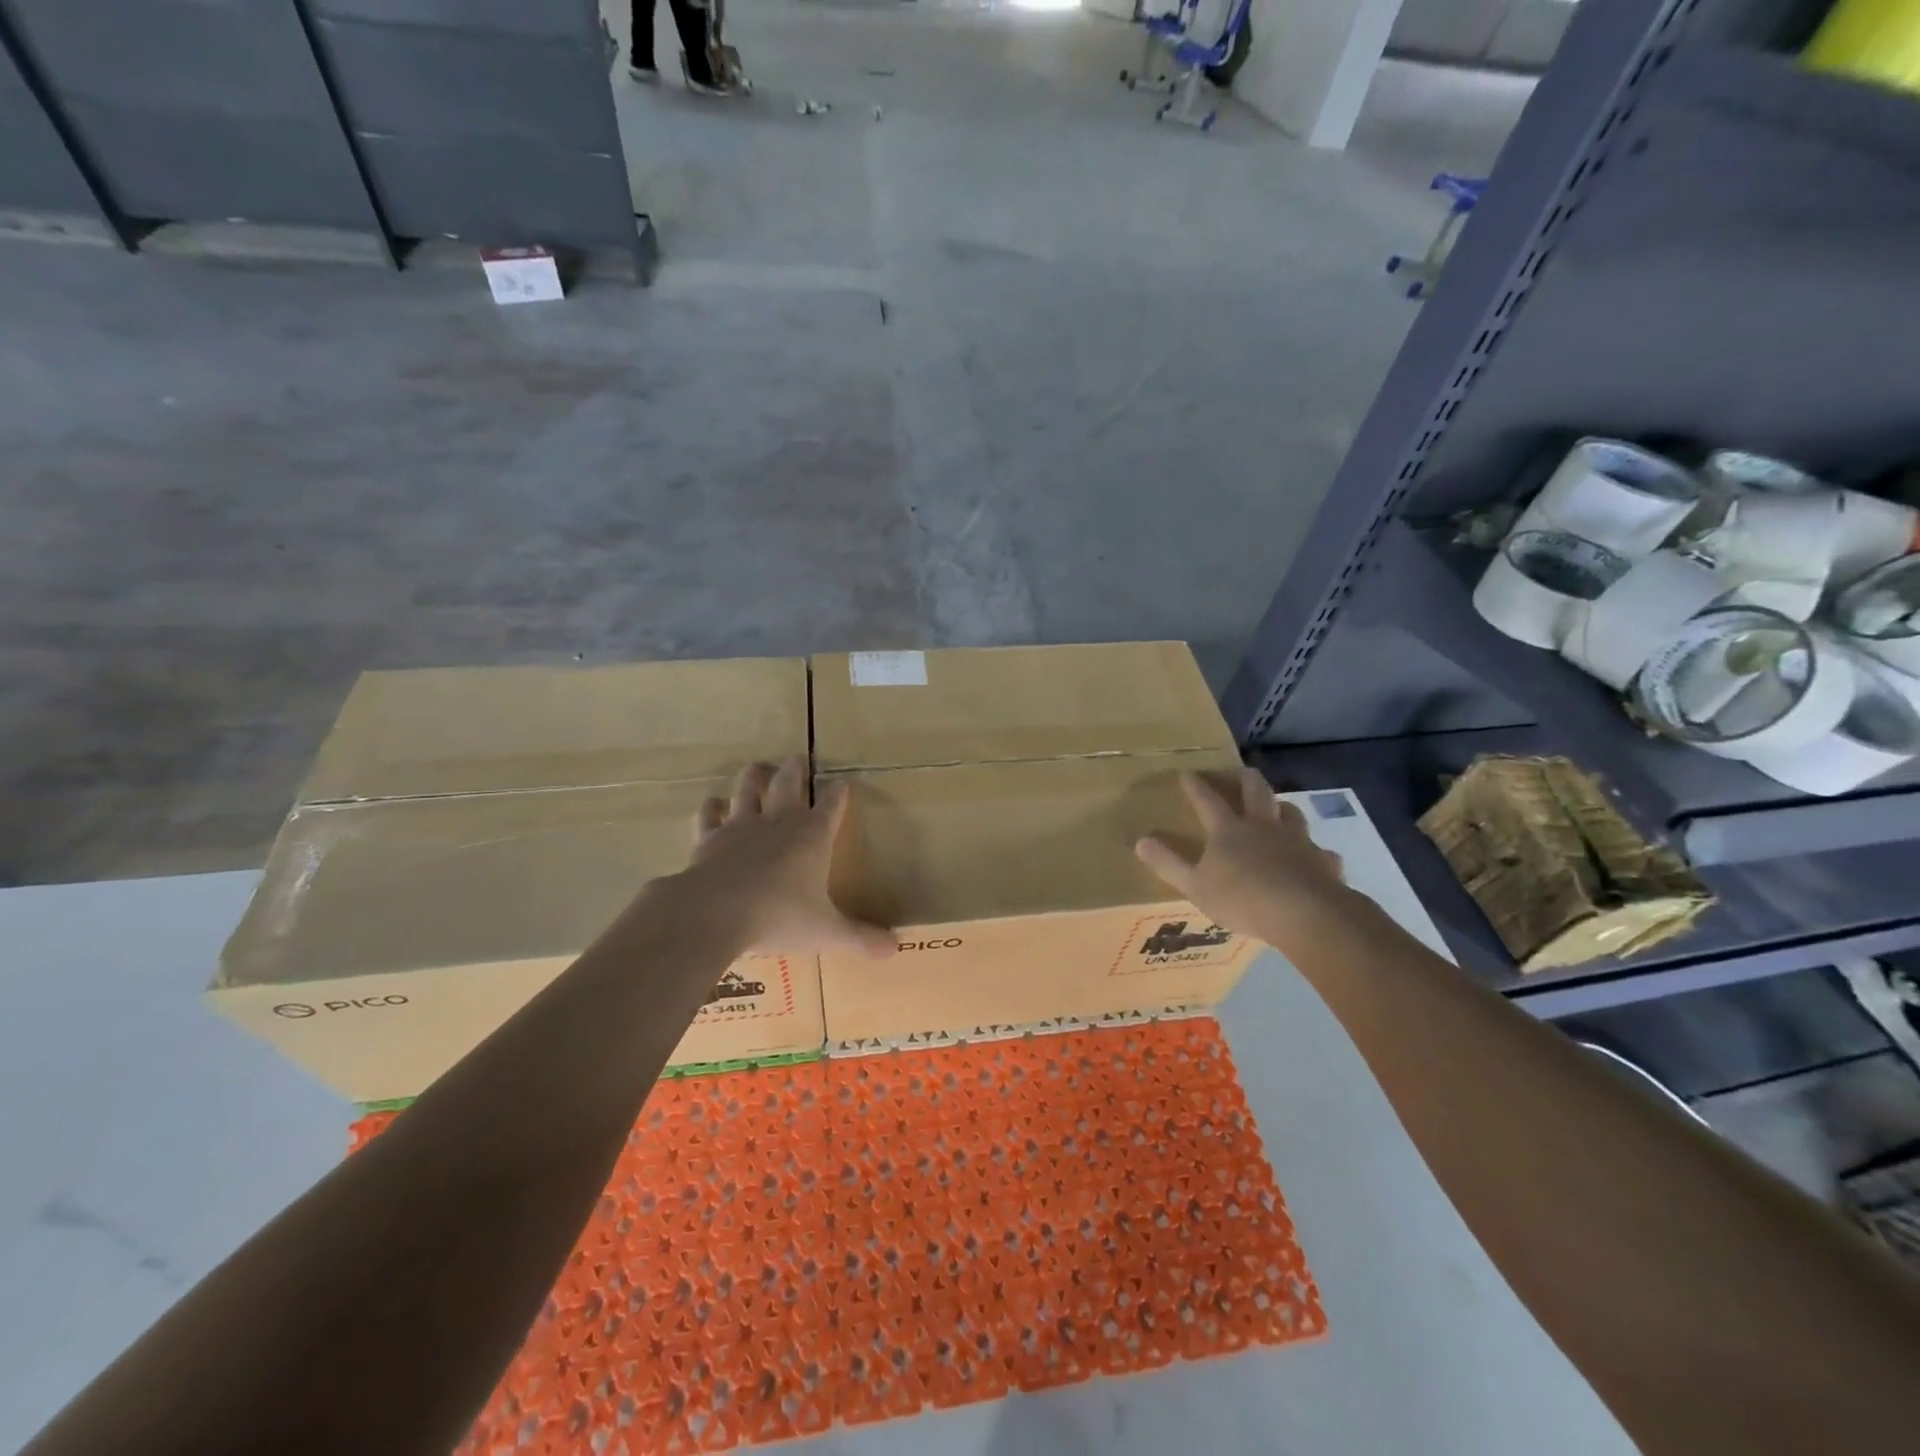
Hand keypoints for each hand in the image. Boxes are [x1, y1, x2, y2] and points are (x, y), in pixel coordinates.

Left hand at [680, 757, 895, 957]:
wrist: (715, 912)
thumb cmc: (779, 916)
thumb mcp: (826, 932)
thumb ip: (860, 938)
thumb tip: (895, 949)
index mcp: (812, 836)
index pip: (831, 805)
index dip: (838, 793)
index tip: (841, 783)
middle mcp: (778, 822)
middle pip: (788, 784)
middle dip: (795, 769)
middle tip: (798, 757)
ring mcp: (740, 826)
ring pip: (747, 789)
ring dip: (753, 776)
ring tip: (757, 767)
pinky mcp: (708, 838)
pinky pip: (709, 814)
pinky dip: (711, 807)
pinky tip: (712, 803)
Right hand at [1134, 768, 1346, 942]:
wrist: (1305, 913)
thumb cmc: (1242, 898)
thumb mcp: (1195, 885)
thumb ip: (1168, 863)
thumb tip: (1140, 841)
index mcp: (1228, 830)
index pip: (1206, 799)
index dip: (1195, 785)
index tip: (1186, 772)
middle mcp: (1262, 826)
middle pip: (1255, 790)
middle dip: (1244, 778)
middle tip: (1238, 773)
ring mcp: (1296, 840)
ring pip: (1289, 812)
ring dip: (1280, 807)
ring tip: (1275, 809)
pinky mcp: (1322, 861)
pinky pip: (1318, 850)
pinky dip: (1312, 851)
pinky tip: (1312, 859)